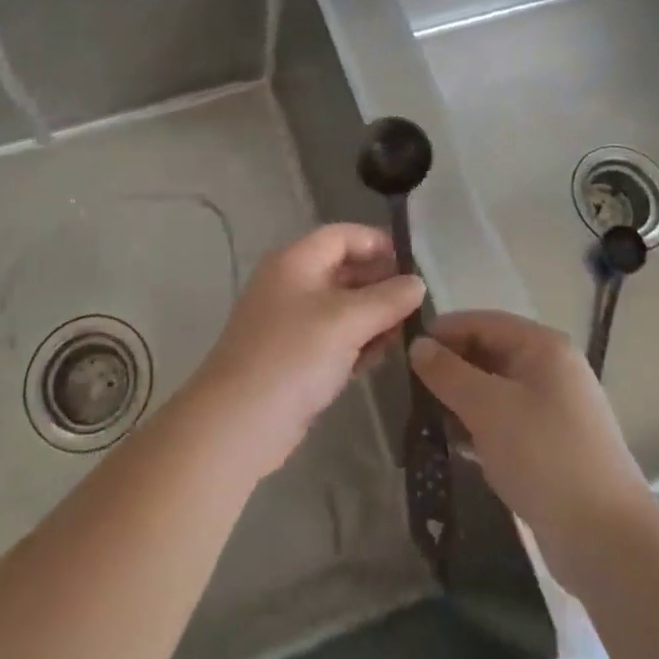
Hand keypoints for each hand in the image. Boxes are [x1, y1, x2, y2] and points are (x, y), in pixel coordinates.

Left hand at [189, 224, 425, 479]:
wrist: (239, 422)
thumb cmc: (293, 355)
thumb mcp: (346, 321)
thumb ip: (387, 299)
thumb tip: (418, 283)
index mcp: (296, 260)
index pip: (342, 236)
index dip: (377, 243)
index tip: (414, 263)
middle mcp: (291, 283)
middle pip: (343, 270)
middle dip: (380, 284)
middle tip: (419, 302)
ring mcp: (291, 322)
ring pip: (341, 307)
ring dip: (373, 317)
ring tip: (406, 332)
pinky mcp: (294, 357)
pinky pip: (334, 338)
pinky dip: (357, 342)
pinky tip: (381, 357)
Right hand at [411, 310, 646, 585]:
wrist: (608, 542)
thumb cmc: (544, 456)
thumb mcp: (487, 407)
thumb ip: (448, 373)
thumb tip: (418, 346)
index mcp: (543, 346)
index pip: (482, 321)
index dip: (443, 332)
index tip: (405, 353)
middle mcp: (553, 369)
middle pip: (490, 352)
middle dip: (451, 368)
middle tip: (410, 388)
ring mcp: (557, 408)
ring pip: (496, 389)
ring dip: (462, 400)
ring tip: (425, 417)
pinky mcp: (554, 446)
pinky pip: (508, 421)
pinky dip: (481, 426)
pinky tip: (454, 445)